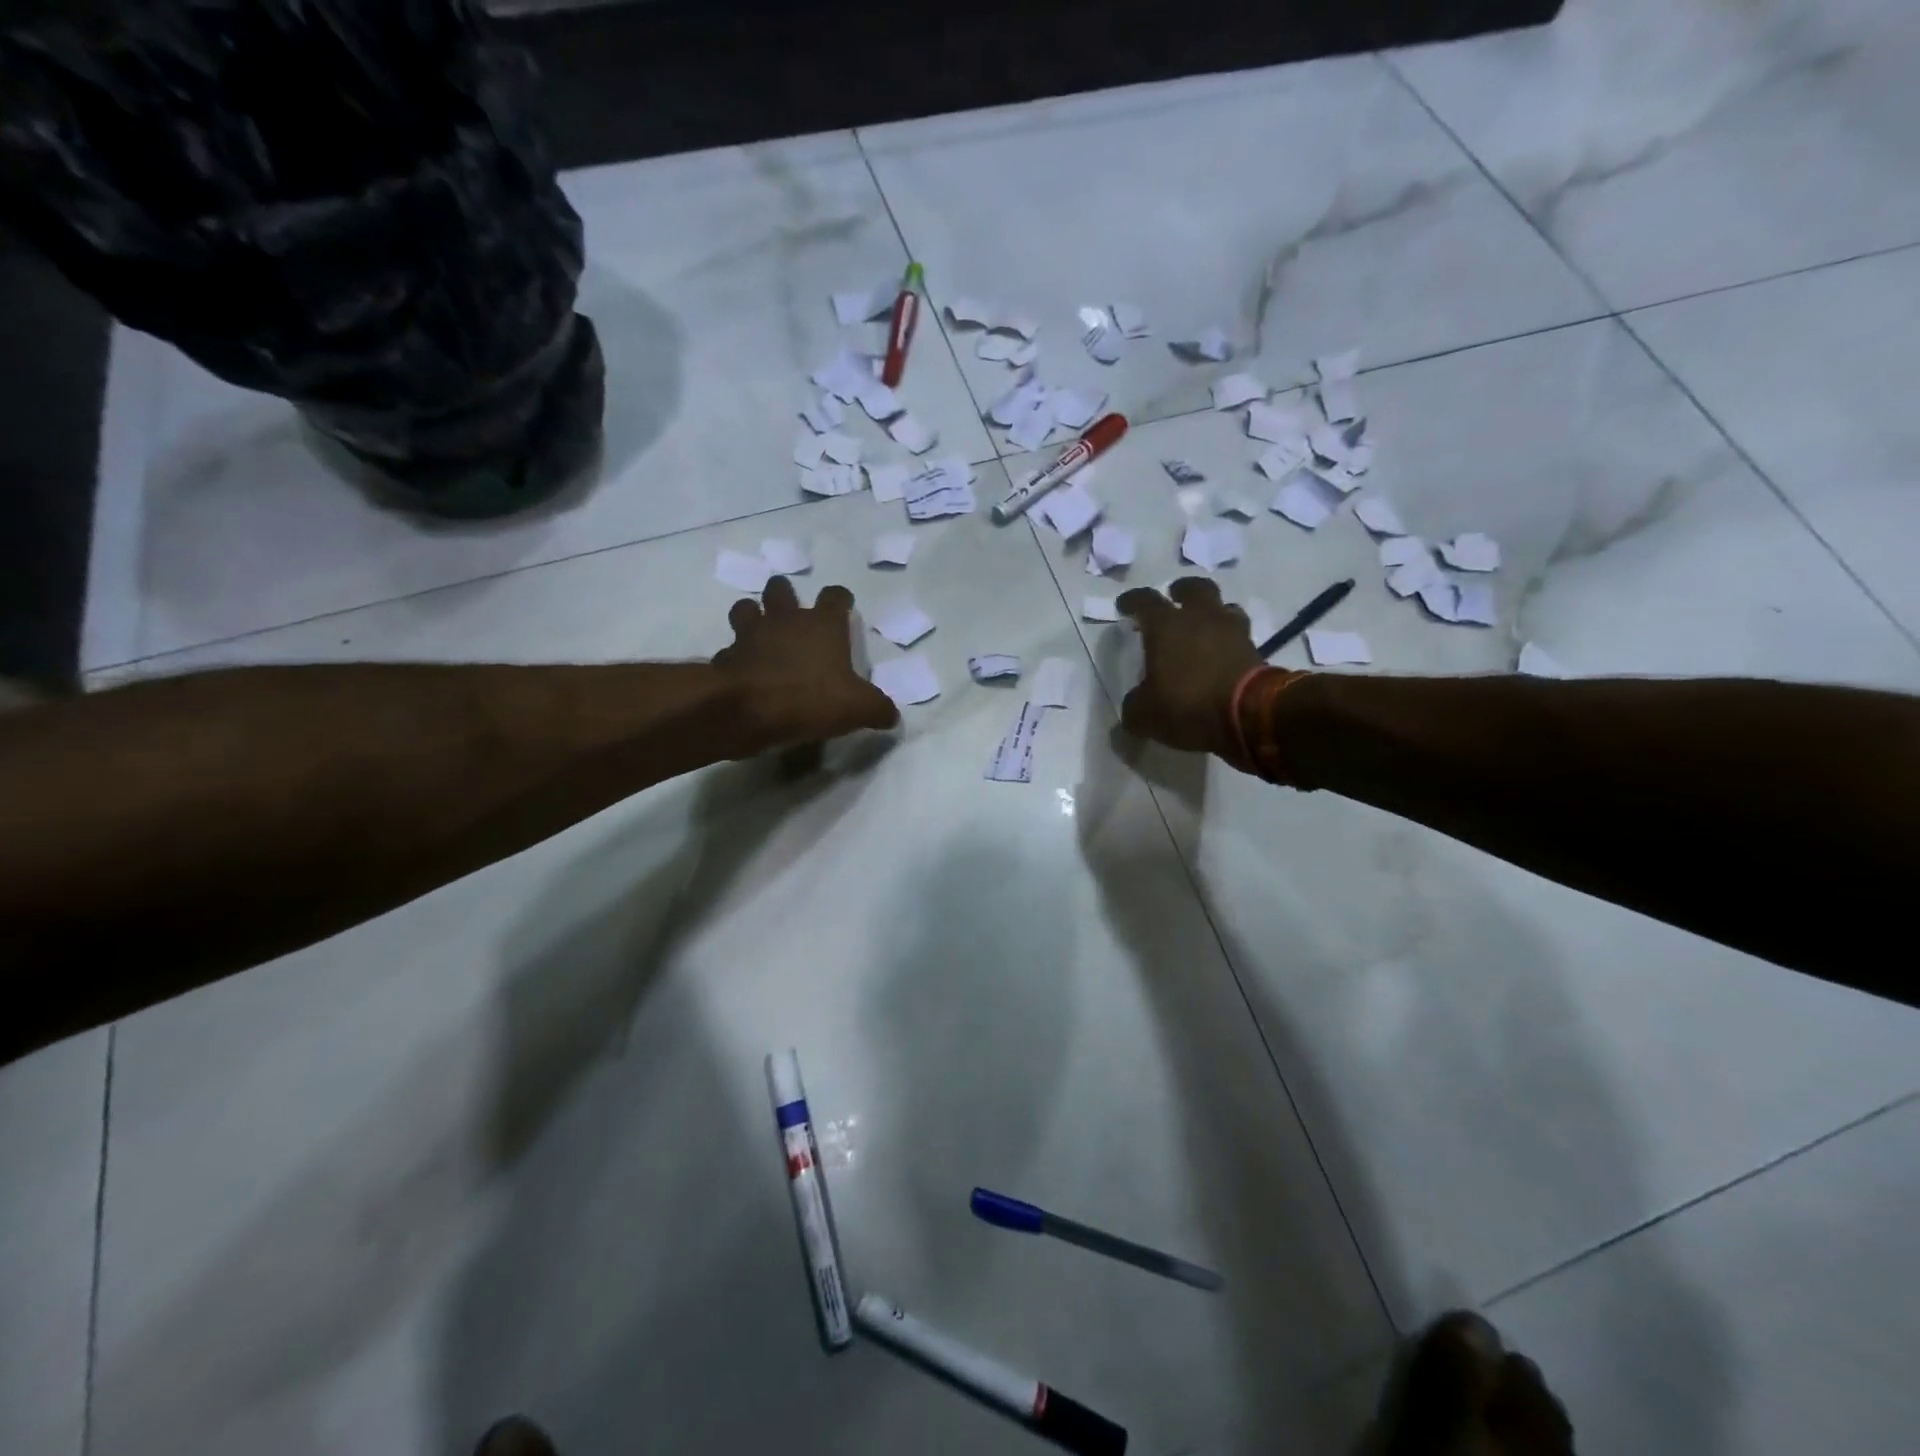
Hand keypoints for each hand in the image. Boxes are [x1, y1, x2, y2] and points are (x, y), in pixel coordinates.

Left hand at [714, 577, 900, 751]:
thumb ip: (878, 709)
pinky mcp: (727, 658)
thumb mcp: (858, 708)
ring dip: (752, 616)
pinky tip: (743, 672)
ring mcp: (751, 635)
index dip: (840, 599)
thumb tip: (891, 716)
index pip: (835, 597)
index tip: (842, 605)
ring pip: (745, 609)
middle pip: (781, 589)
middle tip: (791, 611)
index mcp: (822, 625)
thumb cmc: (811, 698)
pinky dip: (735, 658)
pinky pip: (729, 652)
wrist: (748, 709)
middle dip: (784, 595)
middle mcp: (785, 620)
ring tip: (760, 632)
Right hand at [1114, 577, 1264, 758]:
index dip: (1132, 601)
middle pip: (1195, 588)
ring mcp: (1232, 632)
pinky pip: (1238, 636)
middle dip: (1182, 591)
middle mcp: (1200, 618)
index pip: (1145, 601)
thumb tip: (1135, 704)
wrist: (1249, 716)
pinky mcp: (1255, 650)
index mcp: (1167, 626)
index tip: (1125, 606)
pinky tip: (1221, 655)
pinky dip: (1228, 641)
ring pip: (1223, 608)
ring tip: (1203, 628)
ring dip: (1212, 613)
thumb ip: (1135, 705)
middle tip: (1174, 599)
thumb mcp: (1146, 715)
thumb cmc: (1188, 705)